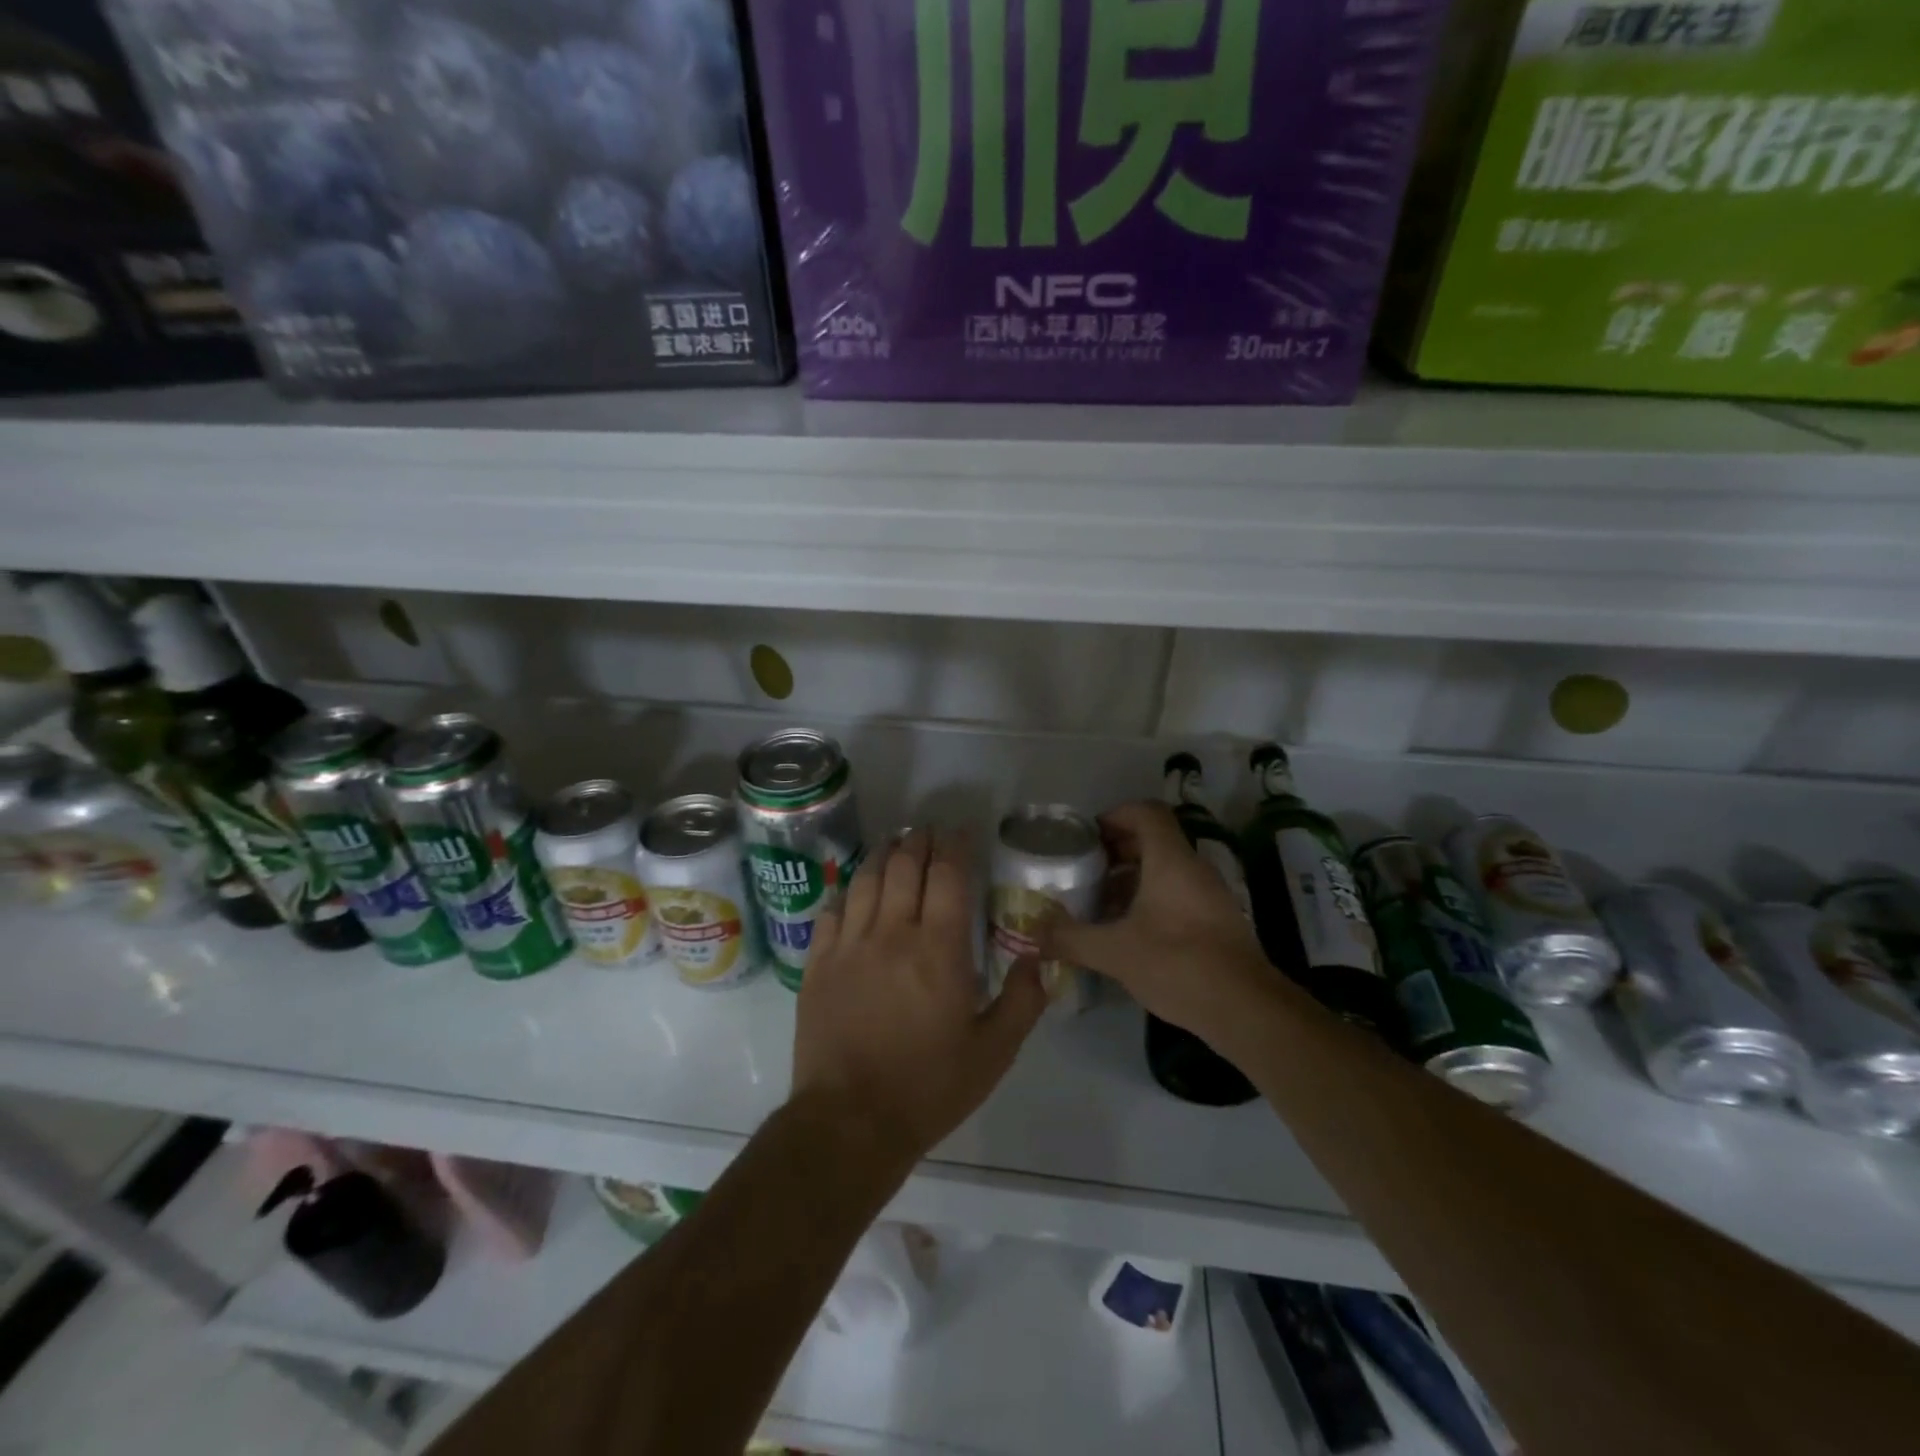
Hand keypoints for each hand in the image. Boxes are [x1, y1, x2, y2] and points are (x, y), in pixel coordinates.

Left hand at [792, 829, 1047, 1161]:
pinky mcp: (818, 964)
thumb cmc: (928, 1087)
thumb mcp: (994, 1053)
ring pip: (866, 880)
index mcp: (939, 949)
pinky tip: (855, 889)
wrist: (850, 1122)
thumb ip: (1023, 1001)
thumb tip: (1039, 958)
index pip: (947, 876)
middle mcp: (892, 933)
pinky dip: (847, 891)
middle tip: (928, 833)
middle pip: (904, 867)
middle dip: (919, 842)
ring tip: (894, 845)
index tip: (960, 833)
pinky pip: (831, 910)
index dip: (954, 847)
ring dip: (883, 855)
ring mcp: (849, 945)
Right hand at [1039, 801, 1274, 1047]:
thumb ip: (1070, 938)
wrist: (1246, 1009)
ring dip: (1131, 877)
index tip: (1087, 837)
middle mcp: (1193, 868)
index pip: (1146, 813)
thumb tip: (1033, 932)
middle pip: (1154, 839)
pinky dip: (1149, 899)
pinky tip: (1127, 931)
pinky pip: (1176, 893)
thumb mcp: (1114, 952)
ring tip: (1099, 901)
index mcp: (1171, 861)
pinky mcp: (1215, 921)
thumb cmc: (1178, 964)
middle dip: (1117, 849)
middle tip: (1085, 869)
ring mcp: (1209, 895)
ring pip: (1165, 869)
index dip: (1115, 815)